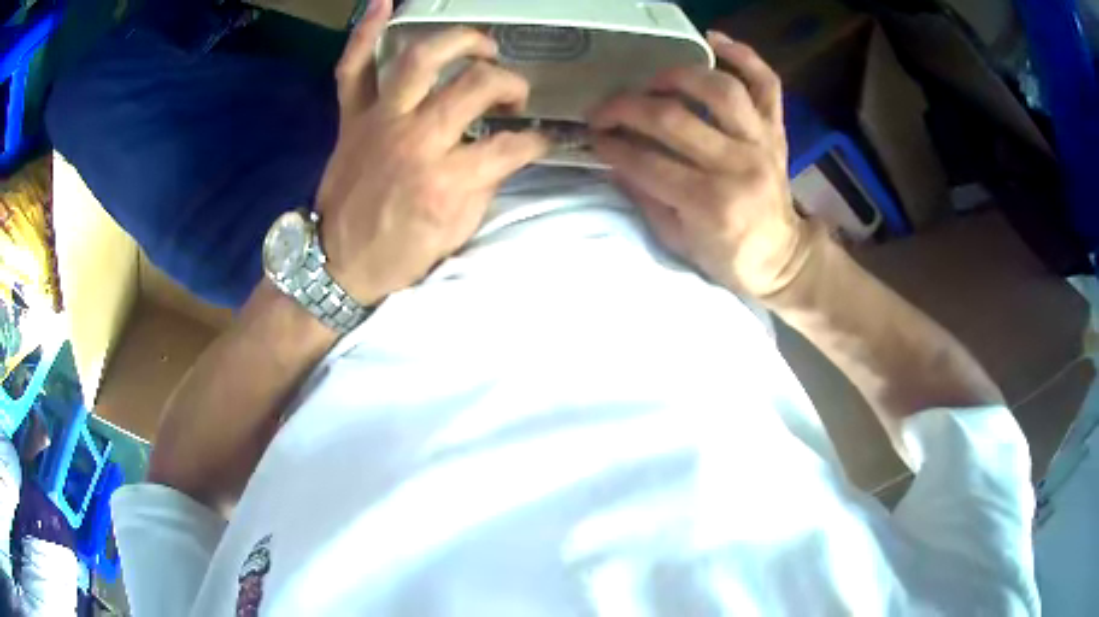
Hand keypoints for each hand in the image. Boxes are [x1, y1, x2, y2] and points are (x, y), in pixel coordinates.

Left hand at [315, 0, 548, 304]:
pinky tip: (385, 5)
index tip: (541, 139)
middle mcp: (415, 140)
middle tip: (513, 94)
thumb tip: (502, 153)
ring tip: (481, 46)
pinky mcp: (351, 118)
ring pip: (420, 60)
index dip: (535, 141)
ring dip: (458, 41)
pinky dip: (365, 34)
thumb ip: (484, 186)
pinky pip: (352, 67)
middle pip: (475, 86)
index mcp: (446, 180)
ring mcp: (379, 121)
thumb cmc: (398, 255)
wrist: (336, 265)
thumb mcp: (455, 233)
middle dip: (509, 84)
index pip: (511, 145)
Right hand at [590, 31, 815, 299]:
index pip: (648, 163)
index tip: (592, 136)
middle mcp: (738, 165)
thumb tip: (614, 160)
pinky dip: (744, 56)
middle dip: (626, 108)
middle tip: (603, 109)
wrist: (782, 258)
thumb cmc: (729, 257)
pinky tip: (714, 40)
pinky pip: (766, 83)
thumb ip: (646, 199)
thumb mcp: (679, 241)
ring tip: (653, 82)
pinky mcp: (776, 130)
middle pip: (673, 118)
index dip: (612, 146)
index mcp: (711, 204)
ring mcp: (761, 142)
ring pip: (719, 89)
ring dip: (678, 75)